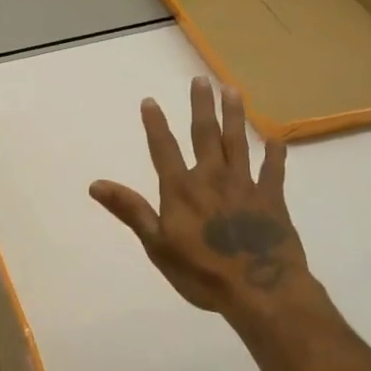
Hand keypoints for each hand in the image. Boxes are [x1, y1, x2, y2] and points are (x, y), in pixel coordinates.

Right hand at [89, 76, 317, 323]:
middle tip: (201, 80)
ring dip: (234, 115)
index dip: (155, 124)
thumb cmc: (201, 272)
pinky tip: (275, 139)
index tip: (150, 101)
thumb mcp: (156, 245)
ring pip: (238, 142)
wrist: (260, 290)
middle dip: (201, 106)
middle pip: (205, 135)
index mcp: (181, 189)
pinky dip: (274, 154)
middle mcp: (212, 178)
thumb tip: (96, 185)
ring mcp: (245, 185)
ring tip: (232, 91)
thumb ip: (131, 210)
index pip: (164, 149)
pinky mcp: (272, 199)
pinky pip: (273, 171)